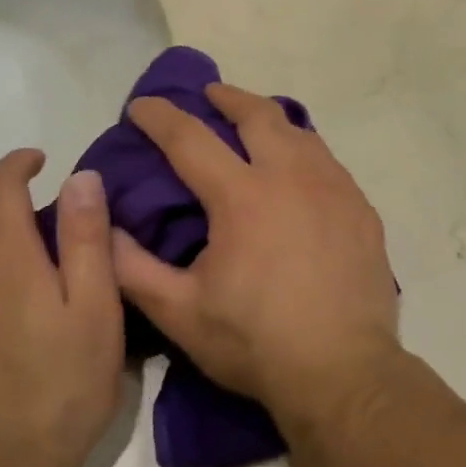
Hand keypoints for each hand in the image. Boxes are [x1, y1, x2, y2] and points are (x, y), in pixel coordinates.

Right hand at [113, 83, 401, 427]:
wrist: (344, 372)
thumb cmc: (256, 343)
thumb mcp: (180, 313)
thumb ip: (132, 269)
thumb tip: (103, 228)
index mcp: (242, 196)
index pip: (189, 139)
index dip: (160, 117)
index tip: (141, 105)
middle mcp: (291, 176)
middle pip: (257, 115)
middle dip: (227, 97)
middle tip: (209, 94)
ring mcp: (334, 189)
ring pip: (300, 132)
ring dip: (270, 120)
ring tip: (255, 124)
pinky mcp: (362, 209)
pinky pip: (329, 162)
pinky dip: (304, 152)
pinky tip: (300, 171)